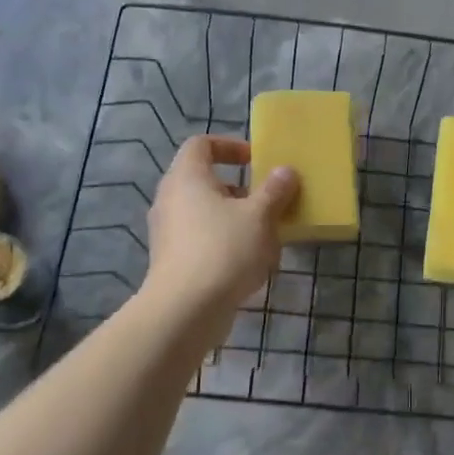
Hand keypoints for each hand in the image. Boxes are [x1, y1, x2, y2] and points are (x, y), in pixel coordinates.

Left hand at [143, 137, 297, 322]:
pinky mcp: (172, 261)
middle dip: (241, 191)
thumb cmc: (223, 249)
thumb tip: (285, 171)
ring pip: (207, 215)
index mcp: (186, 177)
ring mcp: (168, 232)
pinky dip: (226, 245)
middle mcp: (170, 199)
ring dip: (237, 221)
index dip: (230, 146)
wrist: (185, 309)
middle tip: (268, 203)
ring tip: (266, 238)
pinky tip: (251, 266)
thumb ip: (274, 191)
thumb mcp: (259, 216)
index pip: (201, 145)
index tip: (256, 161)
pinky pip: (202, 241)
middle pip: (206, 182)